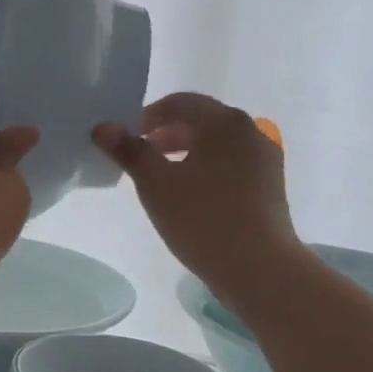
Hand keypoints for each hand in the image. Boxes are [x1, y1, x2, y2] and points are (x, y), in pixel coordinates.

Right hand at [94, 93, 298, 301]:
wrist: (260, 268)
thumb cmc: (203, 218)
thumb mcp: (156, 183)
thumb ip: (129, 151)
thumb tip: (102, 127)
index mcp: (224, 122)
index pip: (181, 103)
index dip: (149, 116)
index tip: (127, 138)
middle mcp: (250, 130)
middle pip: (201, 121)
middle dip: (167, 134)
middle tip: (140, 156)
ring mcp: (265, 159)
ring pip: (217, 144)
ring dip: (186, 152)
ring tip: (162, 177)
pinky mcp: (270, 185)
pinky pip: (232, 163)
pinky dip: (207, 168)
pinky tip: (191, 195)